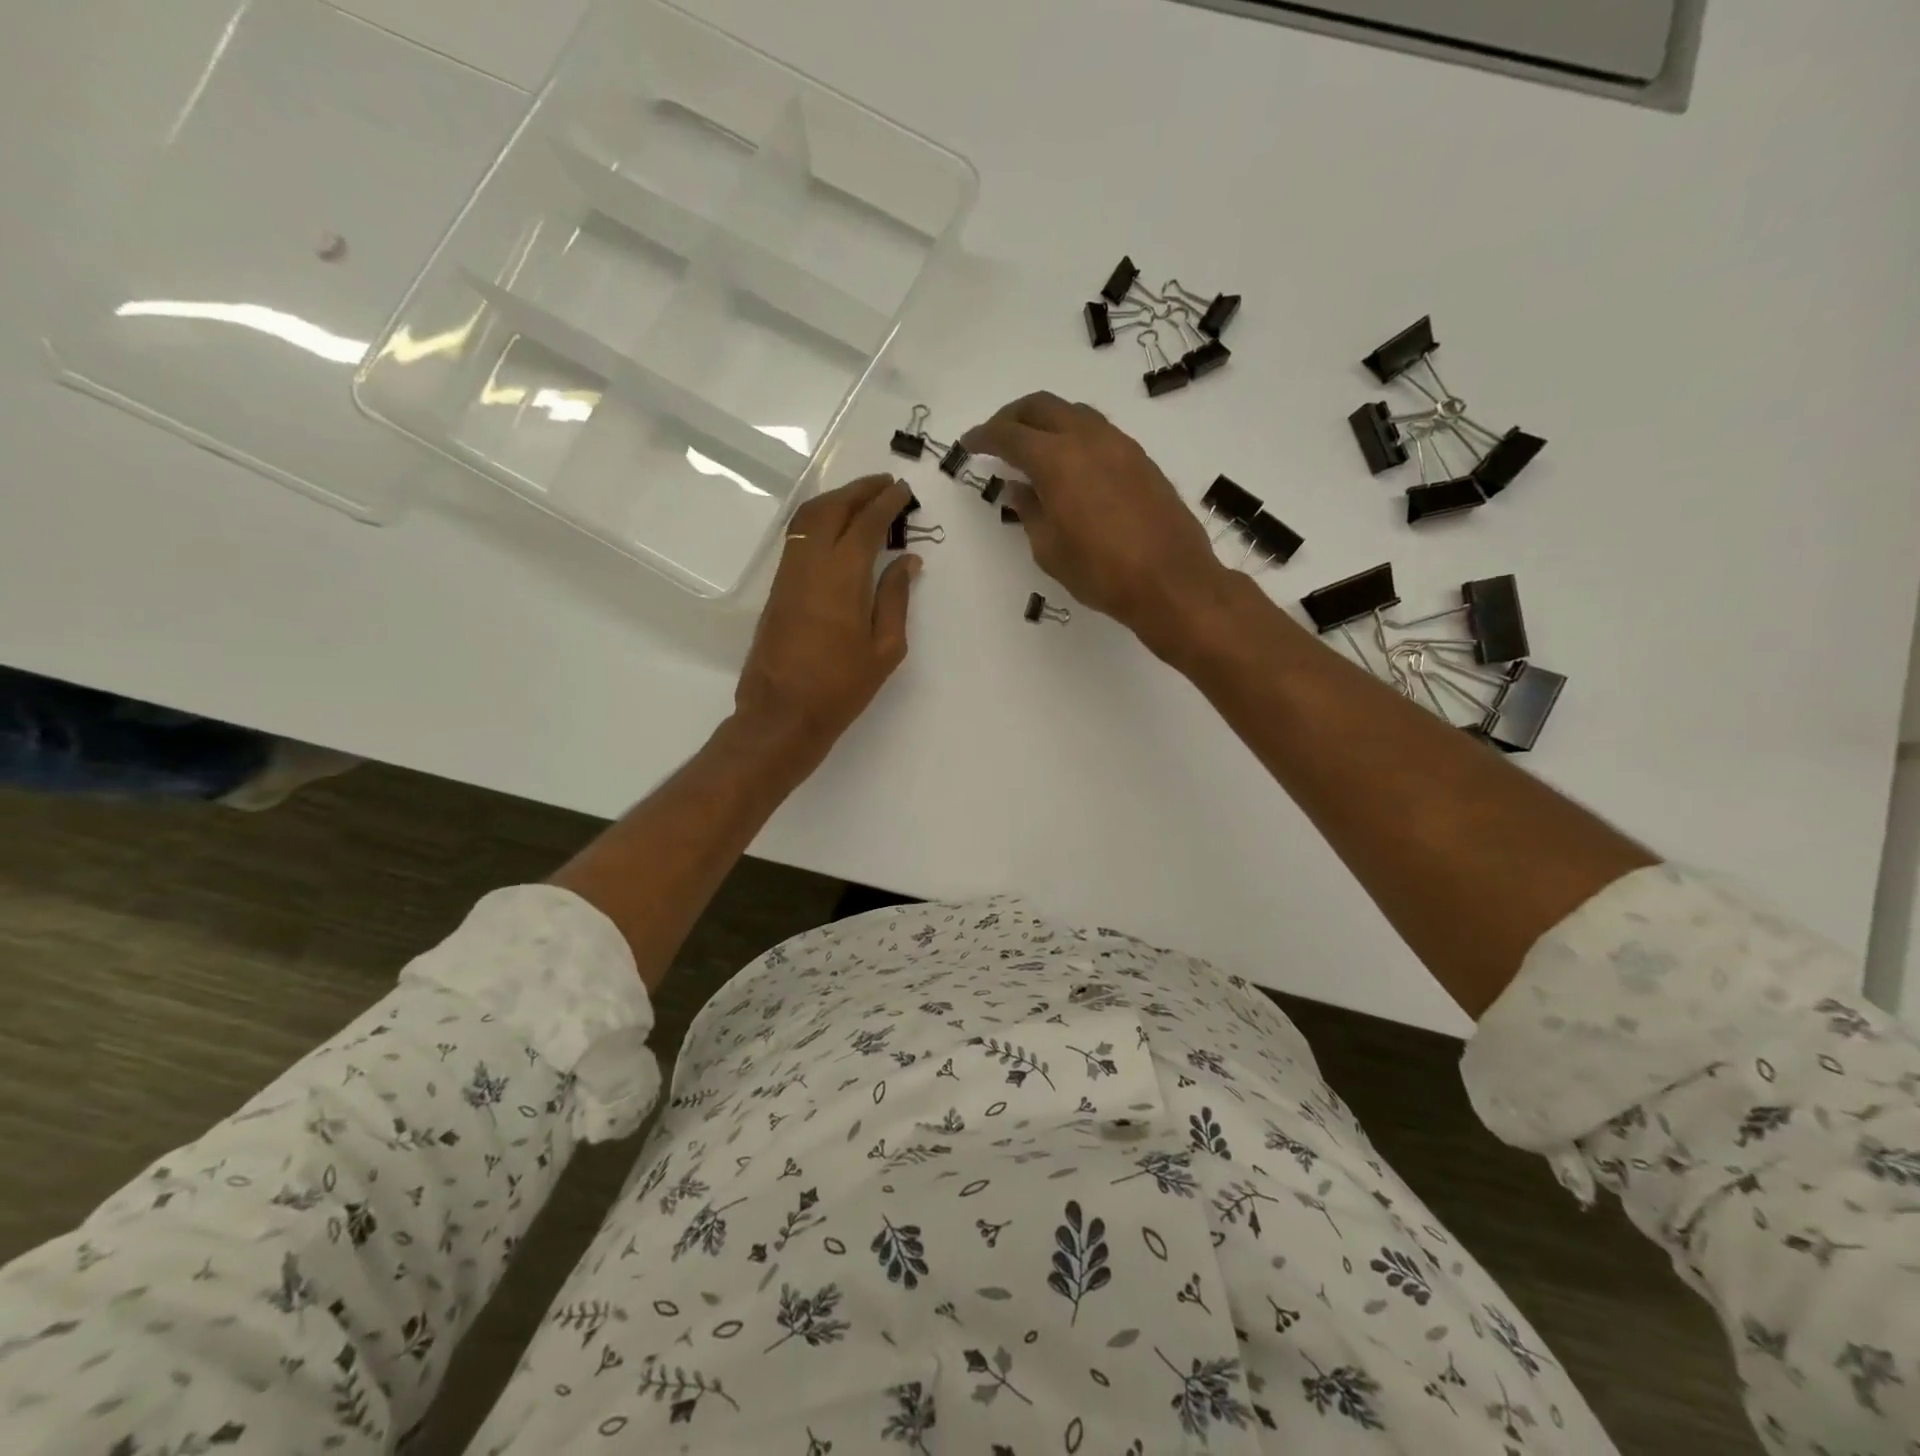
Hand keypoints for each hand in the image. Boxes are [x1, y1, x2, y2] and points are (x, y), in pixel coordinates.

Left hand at [735, 474, 920, 770]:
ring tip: (862, 497)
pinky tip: (836, 527)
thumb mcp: (884, 648)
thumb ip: (895, 598)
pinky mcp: (777, 587)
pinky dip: (819, 519)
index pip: (866, 523)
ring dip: (836, 499)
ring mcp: (789, 573)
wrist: (782, 714)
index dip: (886, 502)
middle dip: (860, 490)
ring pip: (809, 517)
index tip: (903, 491)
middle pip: (833, 509)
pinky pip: (798, 536)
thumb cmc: (841, 687)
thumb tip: (906, 560)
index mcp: (843, 577)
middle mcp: (811, 564)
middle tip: (885, 484)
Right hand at [962, 392, 1233, 656]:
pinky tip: (1070, 465)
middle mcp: (1088, 439)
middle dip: (1013, 417)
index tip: (968, 444)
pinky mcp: (1141, 459)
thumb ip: (1030, 512)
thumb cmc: (1101, 573)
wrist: (1171, 581)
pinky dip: (1074, 436)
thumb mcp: (1049, 550)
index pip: (1010, 435)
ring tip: (1033, 448)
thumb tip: (1019, 488)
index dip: (984, 437)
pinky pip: (1098, 432)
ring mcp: (1120, 445)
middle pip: (1042, 406)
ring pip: (1074, 413)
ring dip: (1047, 422)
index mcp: (1057, 460)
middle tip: (996, 437)